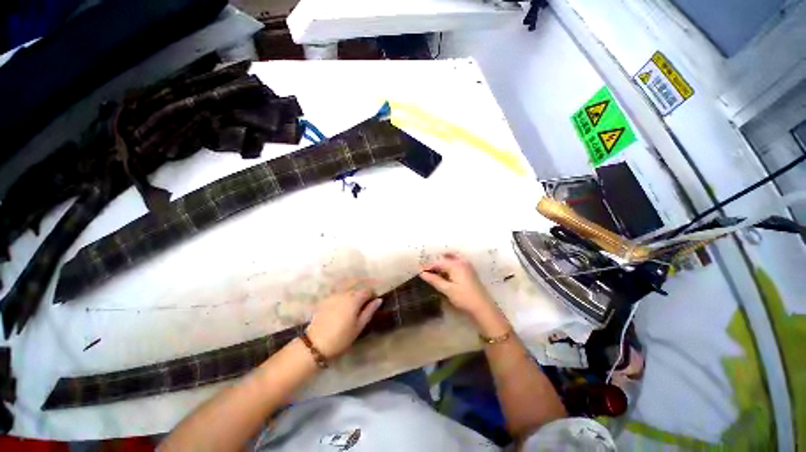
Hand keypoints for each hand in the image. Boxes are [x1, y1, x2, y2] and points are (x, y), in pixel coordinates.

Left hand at [305, 283, 382, 358]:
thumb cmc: (341, 337)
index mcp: (354, 298)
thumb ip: (369, 311)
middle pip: (357, 288)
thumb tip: (379, 300)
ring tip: (353, 307)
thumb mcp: (359, 326)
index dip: (373, 295)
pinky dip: (343, 297)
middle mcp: (344, 293)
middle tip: (364, 306)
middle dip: (363, 294)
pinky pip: (338, 294)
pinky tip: (342, 307)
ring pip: (348, 290)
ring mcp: (334, 295)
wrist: (315, 344)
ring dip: (353, 295)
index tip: (373, 303)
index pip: (368, 290)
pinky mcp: (325, 300)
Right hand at [420, 253, 510, 335]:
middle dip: (435, 263)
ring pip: (451, 260)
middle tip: (425, 270)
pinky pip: (456, 263)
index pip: (438, 262)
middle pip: (444, 258)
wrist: (483, 308)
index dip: (428, 266)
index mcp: (456, 264)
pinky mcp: (469, 270)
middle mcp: (462, 261)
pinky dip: (448, 266)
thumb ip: (434, 279)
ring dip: (441, 264)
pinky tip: (444, 274)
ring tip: (433, 272)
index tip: (419, 270)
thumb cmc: (464, 298)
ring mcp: (467, 265)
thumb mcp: (447, 289)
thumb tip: (422, 273)